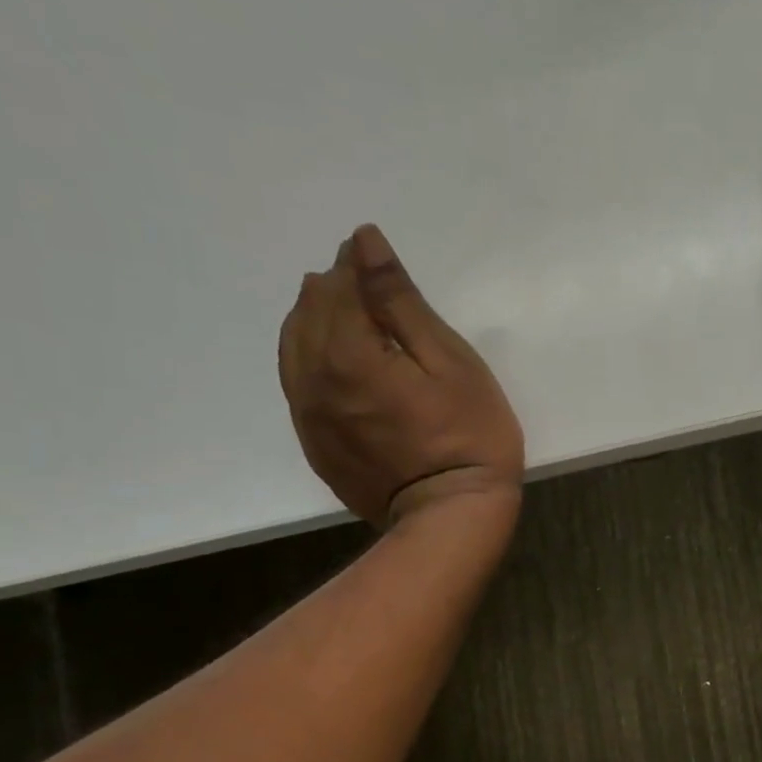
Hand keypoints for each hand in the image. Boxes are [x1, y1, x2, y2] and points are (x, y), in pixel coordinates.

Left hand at [279, 225, 523, 527]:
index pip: (337, 288)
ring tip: (349, 314)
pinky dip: (310, 358)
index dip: (354, 264)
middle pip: (306, 313)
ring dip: (315, 321)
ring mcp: (308, 417)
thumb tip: (364, 244)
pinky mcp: (315, 445)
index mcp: (345, 354)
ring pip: (293, 348)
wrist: (450, 517)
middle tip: (365, 282)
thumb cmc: (468, 435)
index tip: (373, 253)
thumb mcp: (449, 362)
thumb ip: (400, 302)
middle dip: (333, 289)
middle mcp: (312, 381)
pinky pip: (298, 385)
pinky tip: (337, 361)